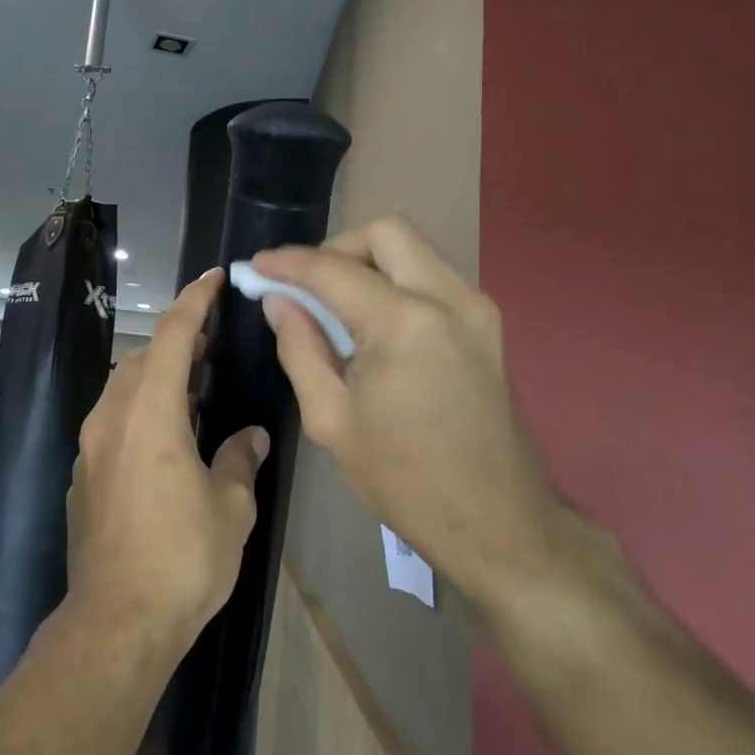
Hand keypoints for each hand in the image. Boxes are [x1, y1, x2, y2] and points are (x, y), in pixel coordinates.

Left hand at [67, 269, 266, 656]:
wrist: (116, 620)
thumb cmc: (182, 558)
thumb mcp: (229, 507)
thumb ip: (240, 459)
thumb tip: (250, 437)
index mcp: (150, 413)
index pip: (171, 336)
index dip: (193, 301)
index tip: (213, 277)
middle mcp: (111, 418)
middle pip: (141, 358)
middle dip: (175, 340)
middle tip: (212, 341)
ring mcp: (90, 447)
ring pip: (122, 388)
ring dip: (155, 375)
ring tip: (193, 383)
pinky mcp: (82, 475)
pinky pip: (112, 422)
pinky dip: (139, 409)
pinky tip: (164, 436)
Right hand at [253, 216, 577, 622]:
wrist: (498, 522)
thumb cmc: (404, 479)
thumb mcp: (331, 420)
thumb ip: (300, 348)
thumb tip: (279, 300)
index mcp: (405, 324)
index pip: (333, 269)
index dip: (288, 263)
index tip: (256, 266)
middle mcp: (448, 299)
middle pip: (386, 233)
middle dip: (336, 249)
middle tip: (305, 287)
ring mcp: (476, 308)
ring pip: (413, 249)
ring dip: (367, 262)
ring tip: (334, 306)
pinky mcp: (487, 324)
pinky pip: (431, 277)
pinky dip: (394, 281)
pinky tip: (371, 323)